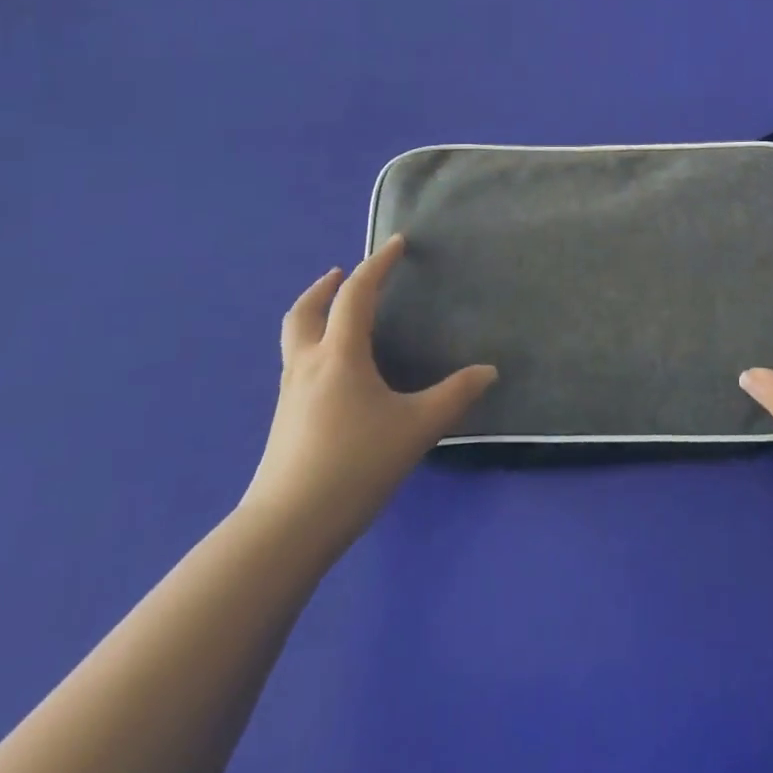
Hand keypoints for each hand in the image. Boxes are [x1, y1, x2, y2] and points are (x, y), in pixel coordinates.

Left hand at [241, 235, 496, 550]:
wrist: (287, 528)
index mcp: (339, 355)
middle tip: (340, 273)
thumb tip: (489, 371)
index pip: (356, 295)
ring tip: (335, 316)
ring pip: (294, 339)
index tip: (395, 244)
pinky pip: (295, 365)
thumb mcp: (416, 428)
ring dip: (313, 315)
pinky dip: (310, 347)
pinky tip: (331, 373)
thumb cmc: (355, 465)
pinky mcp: (283, 421)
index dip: (377, 265)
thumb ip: (455, 396)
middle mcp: (307, 365)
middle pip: (305, 311)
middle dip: (324, 287)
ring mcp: (289, 394)